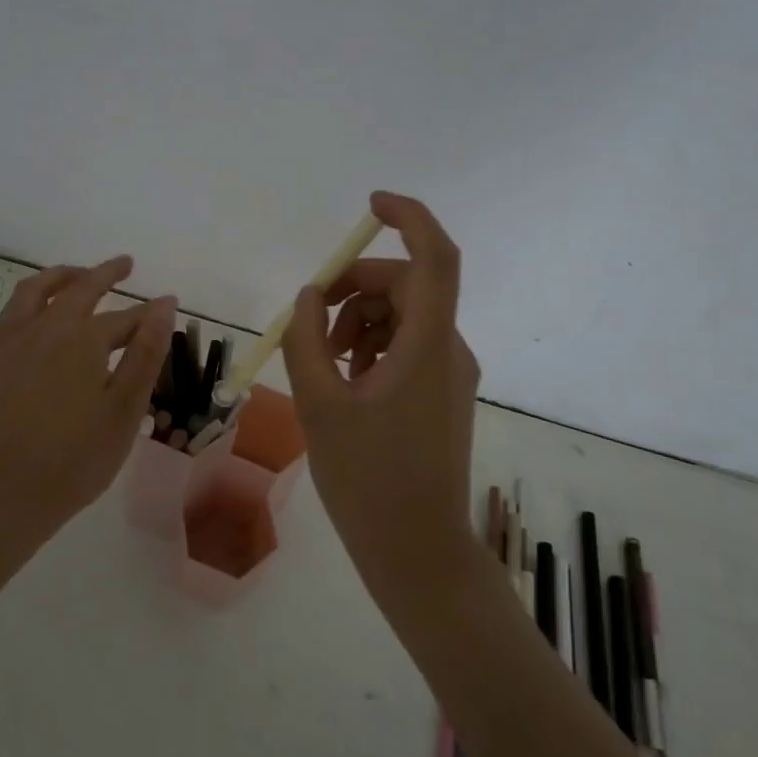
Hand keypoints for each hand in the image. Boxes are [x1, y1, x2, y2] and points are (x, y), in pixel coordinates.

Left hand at [0, 256, 175, 547]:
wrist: (4, 494)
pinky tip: (38, 309)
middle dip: (106, 273)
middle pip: (80, 288)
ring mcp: (13, 340)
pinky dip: (32, 296)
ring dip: (63, 275)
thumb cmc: (76, 458)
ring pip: (37, 289)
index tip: (168, 304)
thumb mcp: (124, 409)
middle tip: (126, 264)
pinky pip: (13, 310)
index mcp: (83, 338)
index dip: (149, 313)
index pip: (126, 318)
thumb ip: (145, 354)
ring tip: (79, 274)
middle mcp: (46, 327)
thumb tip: (164, 305)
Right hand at [282, 192, 479, 608]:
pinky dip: (372, 347)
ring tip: (324, 363)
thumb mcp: (320, 405)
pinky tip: (344, 382)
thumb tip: (309, 297)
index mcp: (427, 345)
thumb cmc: (368, 480)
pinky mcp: (442, 394)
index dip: (410, 217)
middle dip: (356, 288)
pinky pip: (407, 346)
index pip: (435, 256)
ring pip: (404, 316)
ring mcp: (450, 373)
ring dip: (359, 321)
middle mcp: (449, 349)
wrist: (417, 551)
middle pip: (408, 285)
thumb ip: (307, 341)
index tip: (370, 204)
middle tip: (312, 320)